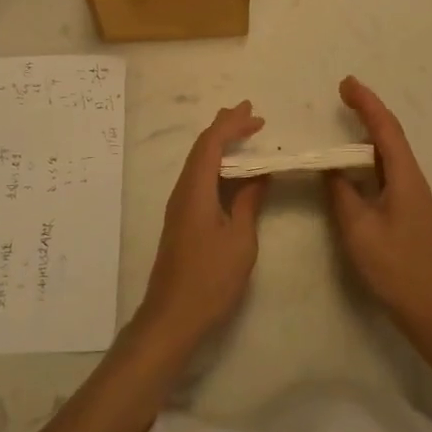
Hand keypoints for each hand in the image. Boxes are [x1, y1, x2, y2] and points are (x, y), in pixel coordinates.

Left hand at [135, 102, 267, 349]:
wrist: (172, 317)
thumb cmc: (210, 279)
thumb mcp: (240, 240)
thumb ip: (248, 202)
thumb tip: (259, 174)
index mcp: (196, 190)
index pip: (211, 143)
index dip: (231, 124)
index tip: (255, 114)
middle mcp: (183, 191)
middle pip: (201, 148)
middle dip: (224, 127)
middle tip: (249, 114)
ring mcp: (179, 206)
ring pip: (198, 162)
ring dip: (220, 144)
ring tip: (242, 134)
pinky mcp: (181, 220)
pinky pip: (199, 178)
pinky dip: (216, 165)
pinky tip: (230, 172)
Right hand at [327, 77, 431, 330]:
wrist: (430, 308)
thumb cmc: (394, 267)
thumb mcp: (358, 228)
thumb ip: (341, 192)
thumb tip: (330, 167)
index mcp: (404, 176)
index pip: (385, 128)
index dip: (366, 102)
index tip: (346, 83)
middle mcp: (412, 177)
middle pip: (391, 133)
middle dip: (369, 109)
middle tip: (344, 91)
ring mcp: (413, 193)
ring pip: (390, 151)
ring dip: (371, 129)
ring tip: (349, 115)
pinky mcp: (408, 208)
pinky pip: (388, 168)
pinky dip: (371, 153)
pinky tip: (357, 160)